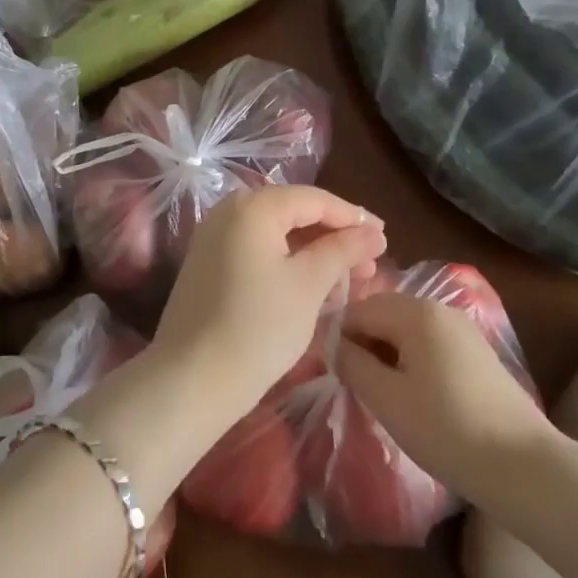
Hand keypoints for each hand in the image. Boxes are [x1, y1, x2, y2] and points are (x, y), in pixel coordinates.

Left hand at [150, 185, 383, 436]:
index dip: (352, 217)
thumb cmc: (259, 326)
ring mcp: (213, 238)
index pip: (313, 199)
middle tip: (371, 263)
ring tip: (350, 279)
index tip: (385, 237)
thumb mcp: (309, 285)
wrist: (192, 378)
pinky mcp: (208, 265)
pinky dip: (287, 263)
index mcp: (252, 206)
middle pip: (293, 213)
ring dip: (313, 252)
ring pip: (276, 235)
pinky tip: (313, 287)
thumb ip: (342, 250)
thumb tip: (372, 233)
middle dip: (334, 236)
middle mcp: (228, 211)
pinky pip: (257, 251)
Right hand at [334, 293, 554, 506]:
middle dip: (365, 346)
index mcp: (415, 310)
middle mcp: (439, 308)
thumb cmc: (446, 429)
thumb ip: (352, 363)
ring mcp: (463, 330)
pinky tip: (416, 400)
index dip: (339, 339)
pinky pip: (431, 346)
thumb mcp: (386, 398)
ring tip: (384, 397)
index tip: (332, 373)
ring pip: (407, 333)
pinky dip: (414, 364)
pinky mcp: (479, 355)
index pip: (358, 310)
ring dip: (389, 357)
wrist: (525, 468)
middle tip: (355, 387)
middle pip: (384, 316)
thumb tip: (334, 344)